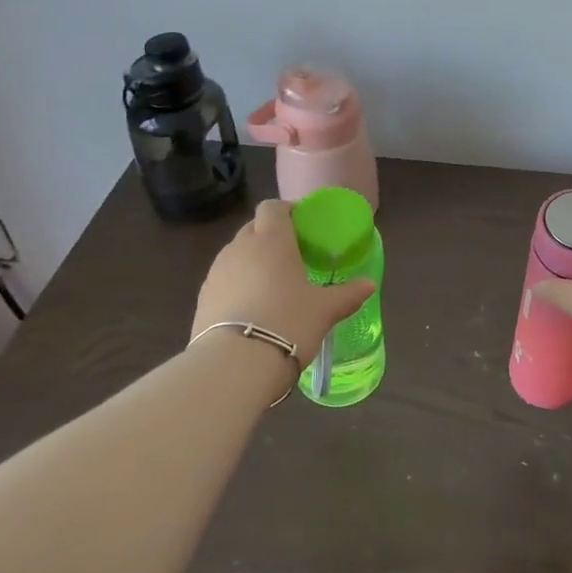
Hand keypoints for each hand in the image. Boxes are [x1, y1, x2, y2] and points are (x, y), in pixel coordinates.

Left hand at [192, 200, 374, 365]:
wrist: (234, 365)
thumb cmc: (288, 323)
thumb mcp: (325, 310)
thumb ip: (348, 294)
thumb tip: (369, 284)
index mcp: (271, 239)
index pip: (272, 207)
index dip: (287, 211)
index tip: (302, 225)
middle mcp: (240, 247)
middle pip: (253, 228)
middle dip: (270, 235)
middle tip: (292, 255)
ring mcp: (216, 272)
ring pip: (236, 254)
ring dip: (252, 261)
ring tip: (272, 284)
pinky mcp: (202, 297)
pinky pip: (224, 279)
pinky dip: (238, 284)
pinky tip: (252, 308)